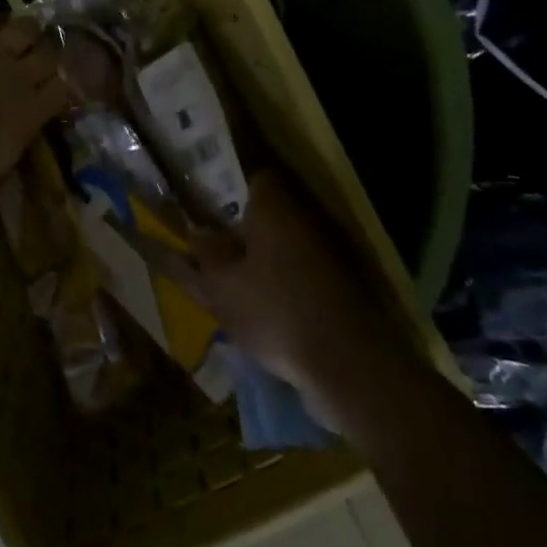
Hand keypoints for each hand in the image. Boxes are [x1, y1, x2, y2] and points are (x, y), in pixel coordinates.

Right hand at [156, 168, 402, 401]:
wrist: (350, 366)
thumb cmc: (275, 311)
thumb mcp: (221, 287)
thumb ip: (204, 256)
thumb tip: (196, 233)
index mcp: (275, 209)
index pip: (257, 180)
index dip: (232, 193)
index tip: (211, 213)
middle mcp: (305, 222)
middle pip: (270, 218)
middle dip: (243, 235)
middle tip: (214, 260)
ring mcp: (329, 257)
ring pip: (286, 250)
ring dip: (263, 266)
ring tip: (235, 294)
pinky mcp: (343, 292)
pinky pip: (303, 279)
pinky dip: (285, 290)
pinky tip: (268, 318)